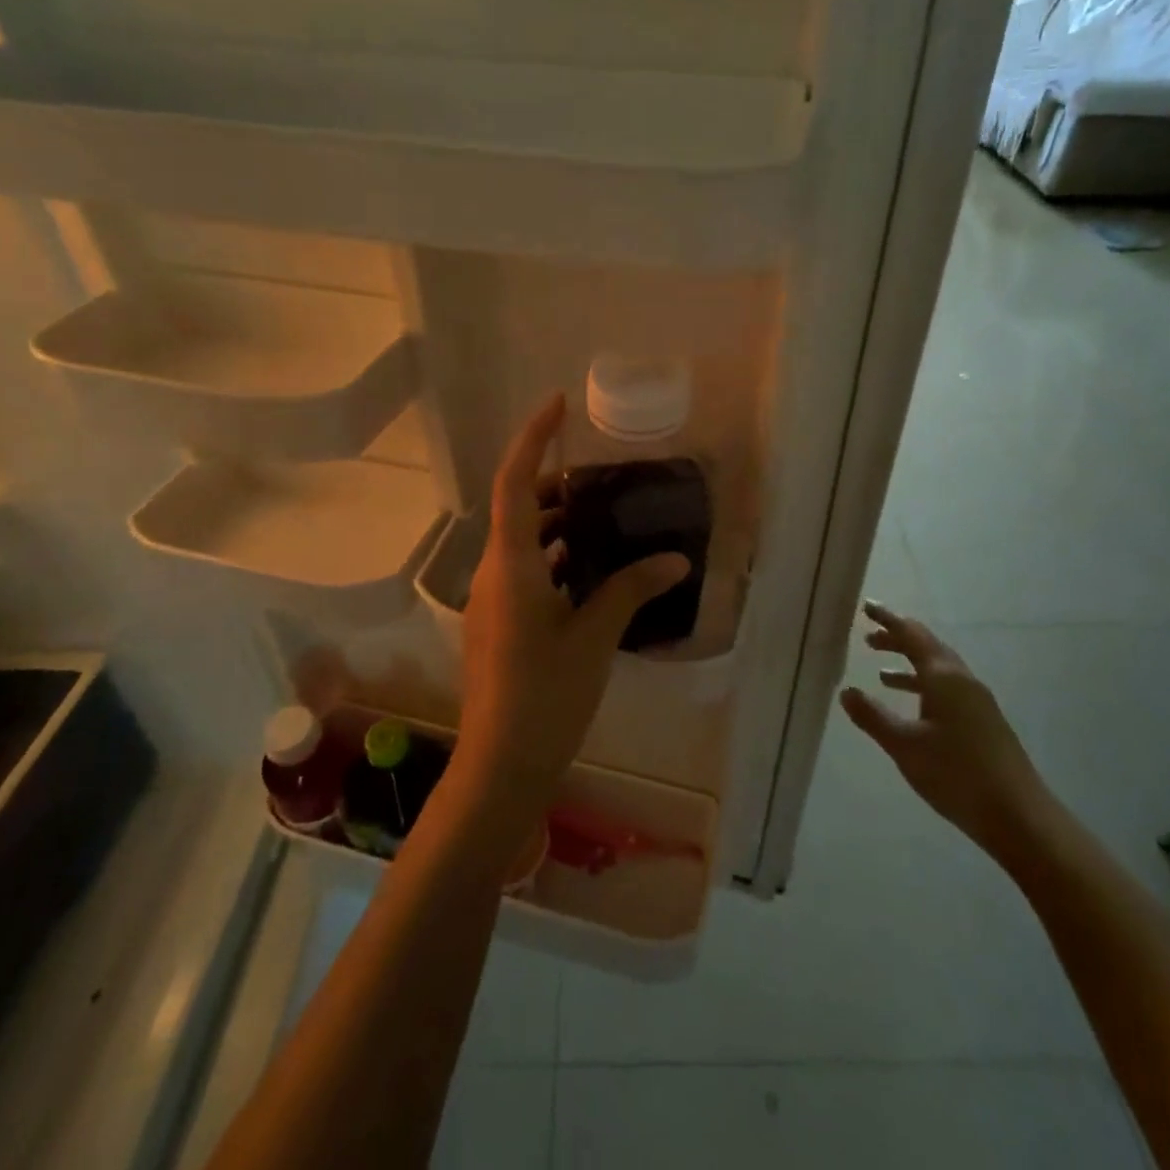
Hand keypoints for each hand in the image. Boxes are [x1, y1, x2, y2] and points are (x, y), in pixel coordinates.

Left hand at [455, 393, 688, 819]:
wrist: (501, 765)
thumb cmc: (545, 696)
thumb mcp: (595, 637)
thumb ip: (631, 590)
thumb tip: (675, 559)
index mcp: (511, 565)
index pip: (515, 483)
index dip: (532, 438)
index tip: (556, 404)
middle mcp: (495, 574)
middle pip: (519, 509)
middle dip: (554, 483)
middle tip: (602, 473)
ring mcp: (494, 602)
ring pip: (523, 543)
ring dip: (557, 523)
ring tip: (604, 515)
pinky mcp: (500, 625)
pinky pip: (527, 572)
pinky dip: (556, 558)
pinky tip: (591, 570)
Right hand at [840, 602, 1050, 859]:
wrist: (1019, 817)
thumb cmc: (957, 774)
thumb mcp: (905, 745)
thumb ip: (873, 716)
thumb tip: (846, 691)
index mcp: (944, 677)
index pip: (911, 634)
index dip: (887, 619)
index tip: (866, 607)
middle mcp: (962, 680)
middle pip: (927, 647)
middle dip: (897, 640)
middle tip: (868, 637)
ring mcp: (977, 701)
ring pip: (938, 670)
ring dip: (909, 665)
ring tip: (880, 672)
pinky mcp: (983, 722)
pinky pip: (946, 689)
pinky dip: (923, 687)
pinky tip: (912, 709)